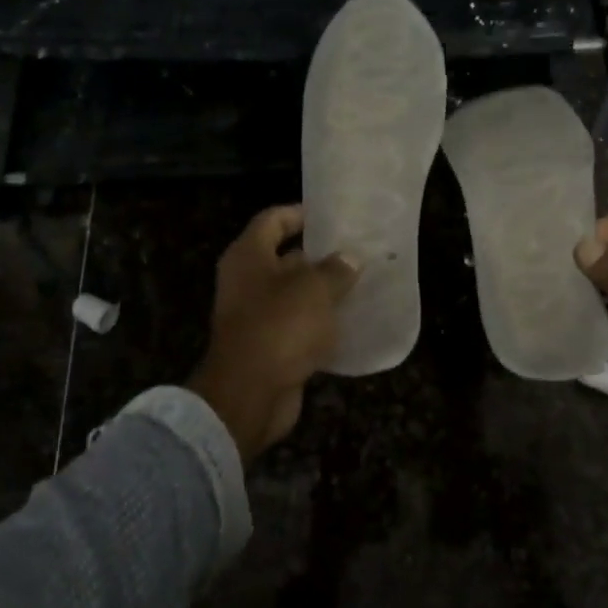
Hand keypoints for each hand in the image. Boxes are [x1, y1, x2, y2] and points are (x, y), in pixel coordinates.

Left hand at [189, 205, 359, 463]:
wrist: (251, 393)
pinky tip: (351, 322)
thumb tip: (350, 258)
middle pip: (284, 258)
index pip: (273, 220)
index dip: (300, 214)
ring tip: (361, 284)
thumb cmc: (280, 326)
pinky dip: (319, 323)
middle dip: (319, 256)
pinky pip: (297, 326)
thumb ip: (336, 269)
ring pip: (293, 295)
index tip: (332, 216)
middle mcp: (246, 282)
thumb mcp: (315, 289)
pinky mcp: (268, 346)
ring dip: (322, 291)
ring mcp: (255, 316)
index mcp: (248, 256)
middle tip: (356, 252)